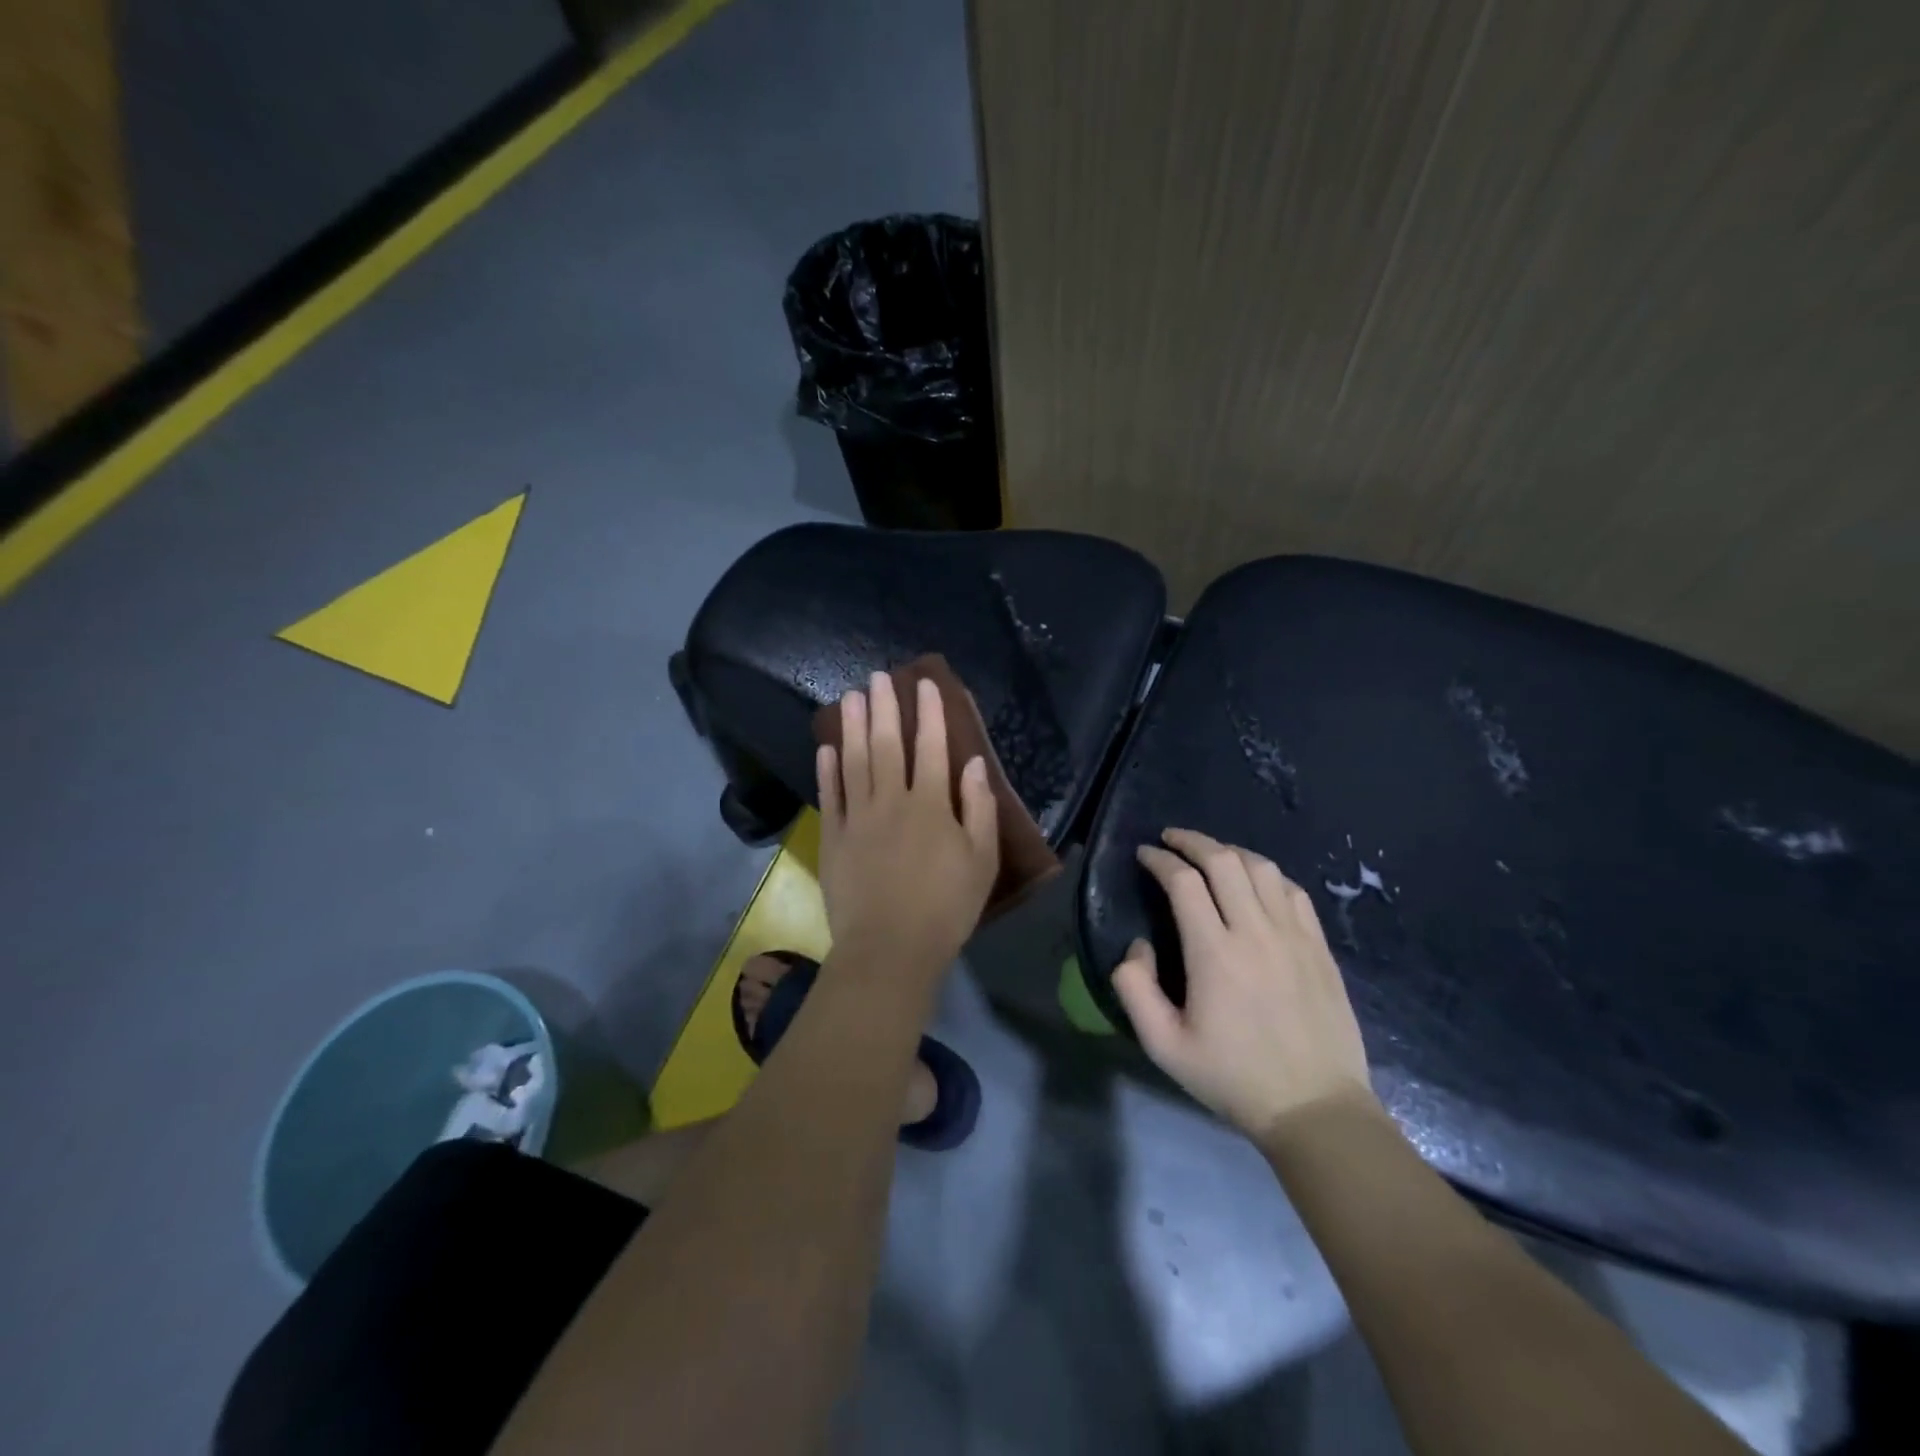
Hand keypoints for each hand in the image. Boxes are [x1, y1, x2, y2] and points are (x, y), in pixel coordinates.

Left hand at [816, 671, 999, 972]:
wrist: (890, 950)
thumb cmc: (946, 909)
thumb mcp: (981, 862)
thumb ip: (979, 809)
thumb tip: (974, 764)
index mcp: (932, 806)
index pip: (932, 748)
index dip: (930, 714)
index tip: (925, 684)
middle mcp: (892, 801)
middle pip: (888, 745)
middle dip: (885, 708)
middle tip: (878, 677)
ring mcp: (858, 818)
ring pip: (855, 761)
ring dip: (854, 726)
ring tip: (851, 696)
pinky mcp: (834, 838)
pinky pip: (830, 795)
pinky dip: (828, 769)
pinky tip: (827, 747)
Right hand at [1111, 828, 1375, 1142]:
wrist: (1315, 1108)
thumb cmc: (1233, 1077)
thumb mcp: (1164, 1046)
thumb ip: (1135, 989)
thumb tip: (1137, 946)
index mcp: (1214, 953)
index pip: (1183, 882)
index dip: (1159, 860)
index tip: (1144, 854)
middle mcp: (1255, 932)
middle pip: (1223, 861)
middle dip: (1192, 841)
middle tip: (1170, 839)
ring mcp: (1294, 936)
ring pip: (1261, 868)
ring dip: (1230, 851)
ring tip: (1210, 854)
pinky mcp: (1319, 947)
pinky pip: (1293, 891)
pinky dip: (1267, 874)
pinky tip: (1255, 882)